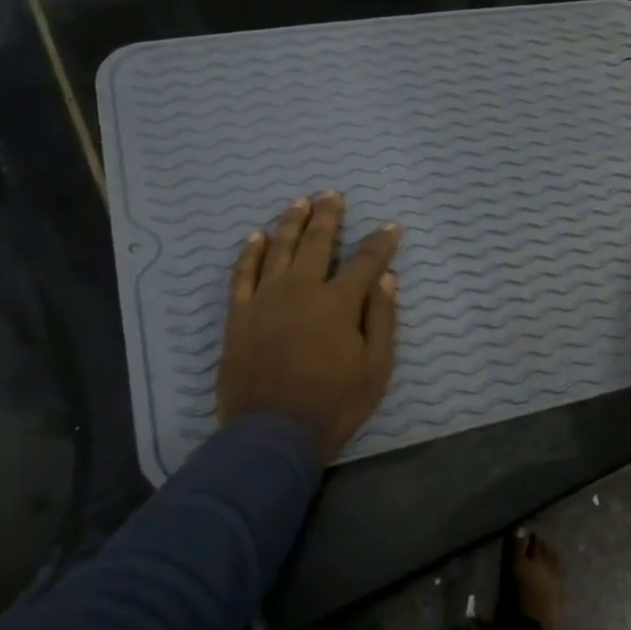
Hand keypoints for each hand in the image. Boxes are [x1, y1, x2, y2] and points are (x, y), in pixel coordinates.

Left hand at [215, 192, 401, 463]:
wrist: (272, 434)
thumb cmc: (333, 404)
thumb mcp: (375, 368)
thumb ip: (382, 318)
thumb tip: (386, 278)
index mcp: (338, 302)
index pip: (365, 261)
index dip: (381, 242)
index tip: (391, 227)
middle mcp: (301, 290)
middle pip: (316, 242)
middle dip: (328, 216)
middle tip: (333, 195)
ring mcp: (265, 299)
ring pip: (278, 249)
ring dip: (290, 223)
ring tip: (299, 202)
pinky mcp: (239, 315)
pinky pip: (242, 274)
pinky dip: (249, 253)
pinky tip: (255, 236)